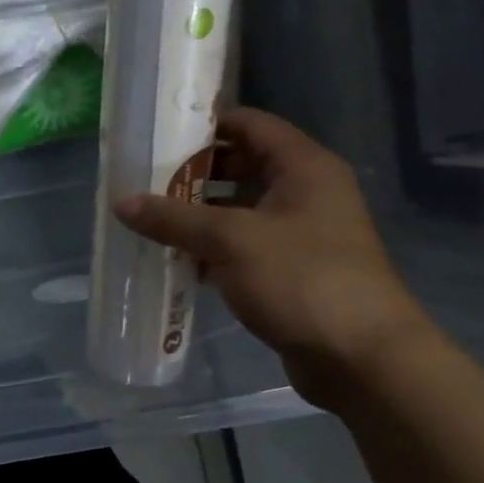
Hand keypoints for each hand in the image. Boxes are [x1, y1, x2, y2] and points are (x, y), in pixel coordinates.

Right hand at [113, 107, 438, 406]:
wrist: (362, 358)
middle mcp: (305, 192)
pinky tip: (175, 259)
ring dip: (197, 214)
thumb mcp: (231, 240)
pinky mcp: (290, 270)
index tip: (157, 134)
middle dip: (192, 173)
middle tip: (144, 182)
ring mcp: (300, 233)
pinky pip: (242, 246)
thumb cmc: (303, 280)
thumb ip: (174, 218)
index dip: (205, 124)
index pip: (249, 124)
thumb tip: (121, 202)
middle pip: (240, 166)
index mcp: (304, 168)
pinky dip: (210, 248)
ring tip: (149, 219)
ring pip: (238, 209)